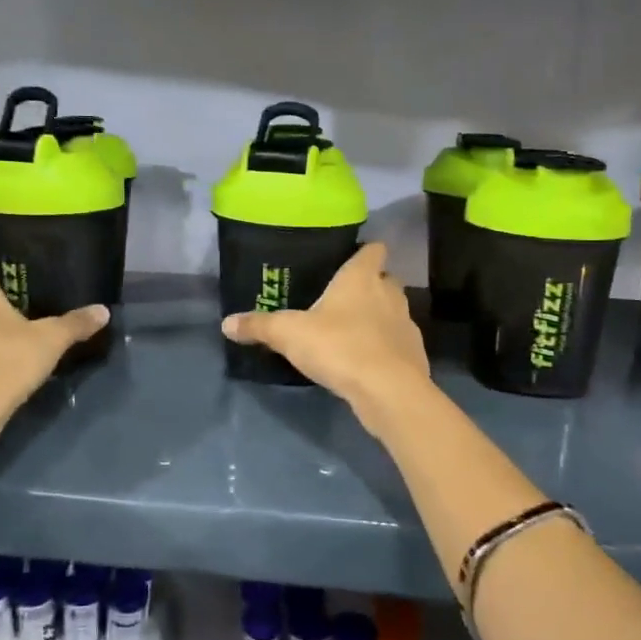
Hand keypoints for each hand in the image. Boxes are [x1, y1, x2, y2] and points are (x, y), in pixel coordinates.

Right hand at [221, 242, 431, 429]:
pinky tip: (367, 362)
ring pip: (394, 311)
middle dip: (371, 286)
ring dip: (379, 317)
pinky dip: (386, 347)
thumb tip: (226, 323)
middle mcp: (389, 294)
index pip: (374, 249)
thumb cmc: (338, 346)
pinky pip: (399, 343)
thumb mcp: (288, 334)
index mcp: (362, 277)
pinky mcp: (415, 354)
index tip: (349, 259)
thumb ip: (258, 326)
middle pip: (386, 279)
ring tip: (353, 332)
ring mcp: (406, 324)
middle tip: (344, 298)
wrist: (387, 390)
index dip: (364, 252)